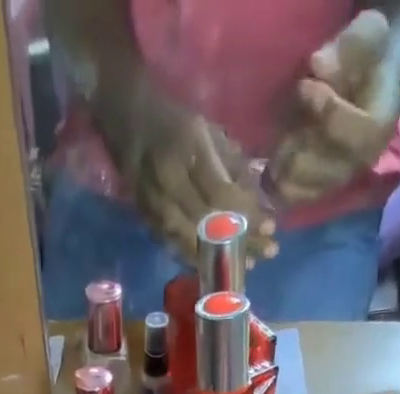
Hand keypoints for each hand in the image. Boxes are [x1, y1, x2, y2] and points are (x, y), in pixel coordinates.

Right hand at [106, 88, 277, 263]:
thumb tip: (257, 202)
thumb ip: (233, 165)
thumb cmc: (175, 123)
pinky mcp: (148, 223)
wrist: (127, 121)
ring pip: (194, 243)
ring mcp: (156, 208)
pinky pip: (178, 249)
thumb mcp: (208, 131)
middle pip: (210, 224)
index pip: (223, 194)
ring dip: (223, 258)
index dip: (248, 215)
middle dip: (242, 241)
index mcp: (188, 150)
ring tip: (248, 265)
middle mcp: (170, 183)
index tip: (272, 227)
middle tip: (268, 252)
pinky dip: (202, 259)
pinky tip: (220, 265)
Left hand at [268, 10, 399, 206]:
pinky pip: (292, 198)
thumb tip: (319, 66)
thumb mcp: (367, 37)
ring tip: (282, 140)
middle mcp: (360, 163)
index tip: (304, 86)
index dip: (328, 111)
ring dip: (285, 165)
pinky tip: (272, 162)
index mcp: (379, 127)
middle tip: (289, 120)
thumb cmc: (365, 60)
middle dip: (300, 144)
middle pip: (325, 169)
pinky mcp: (317, 191)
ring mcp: (337, 181)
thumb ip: (350, 48)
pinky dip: (276, 182)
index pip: (357, 133)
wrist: (362, 87)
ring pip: (304, 187)